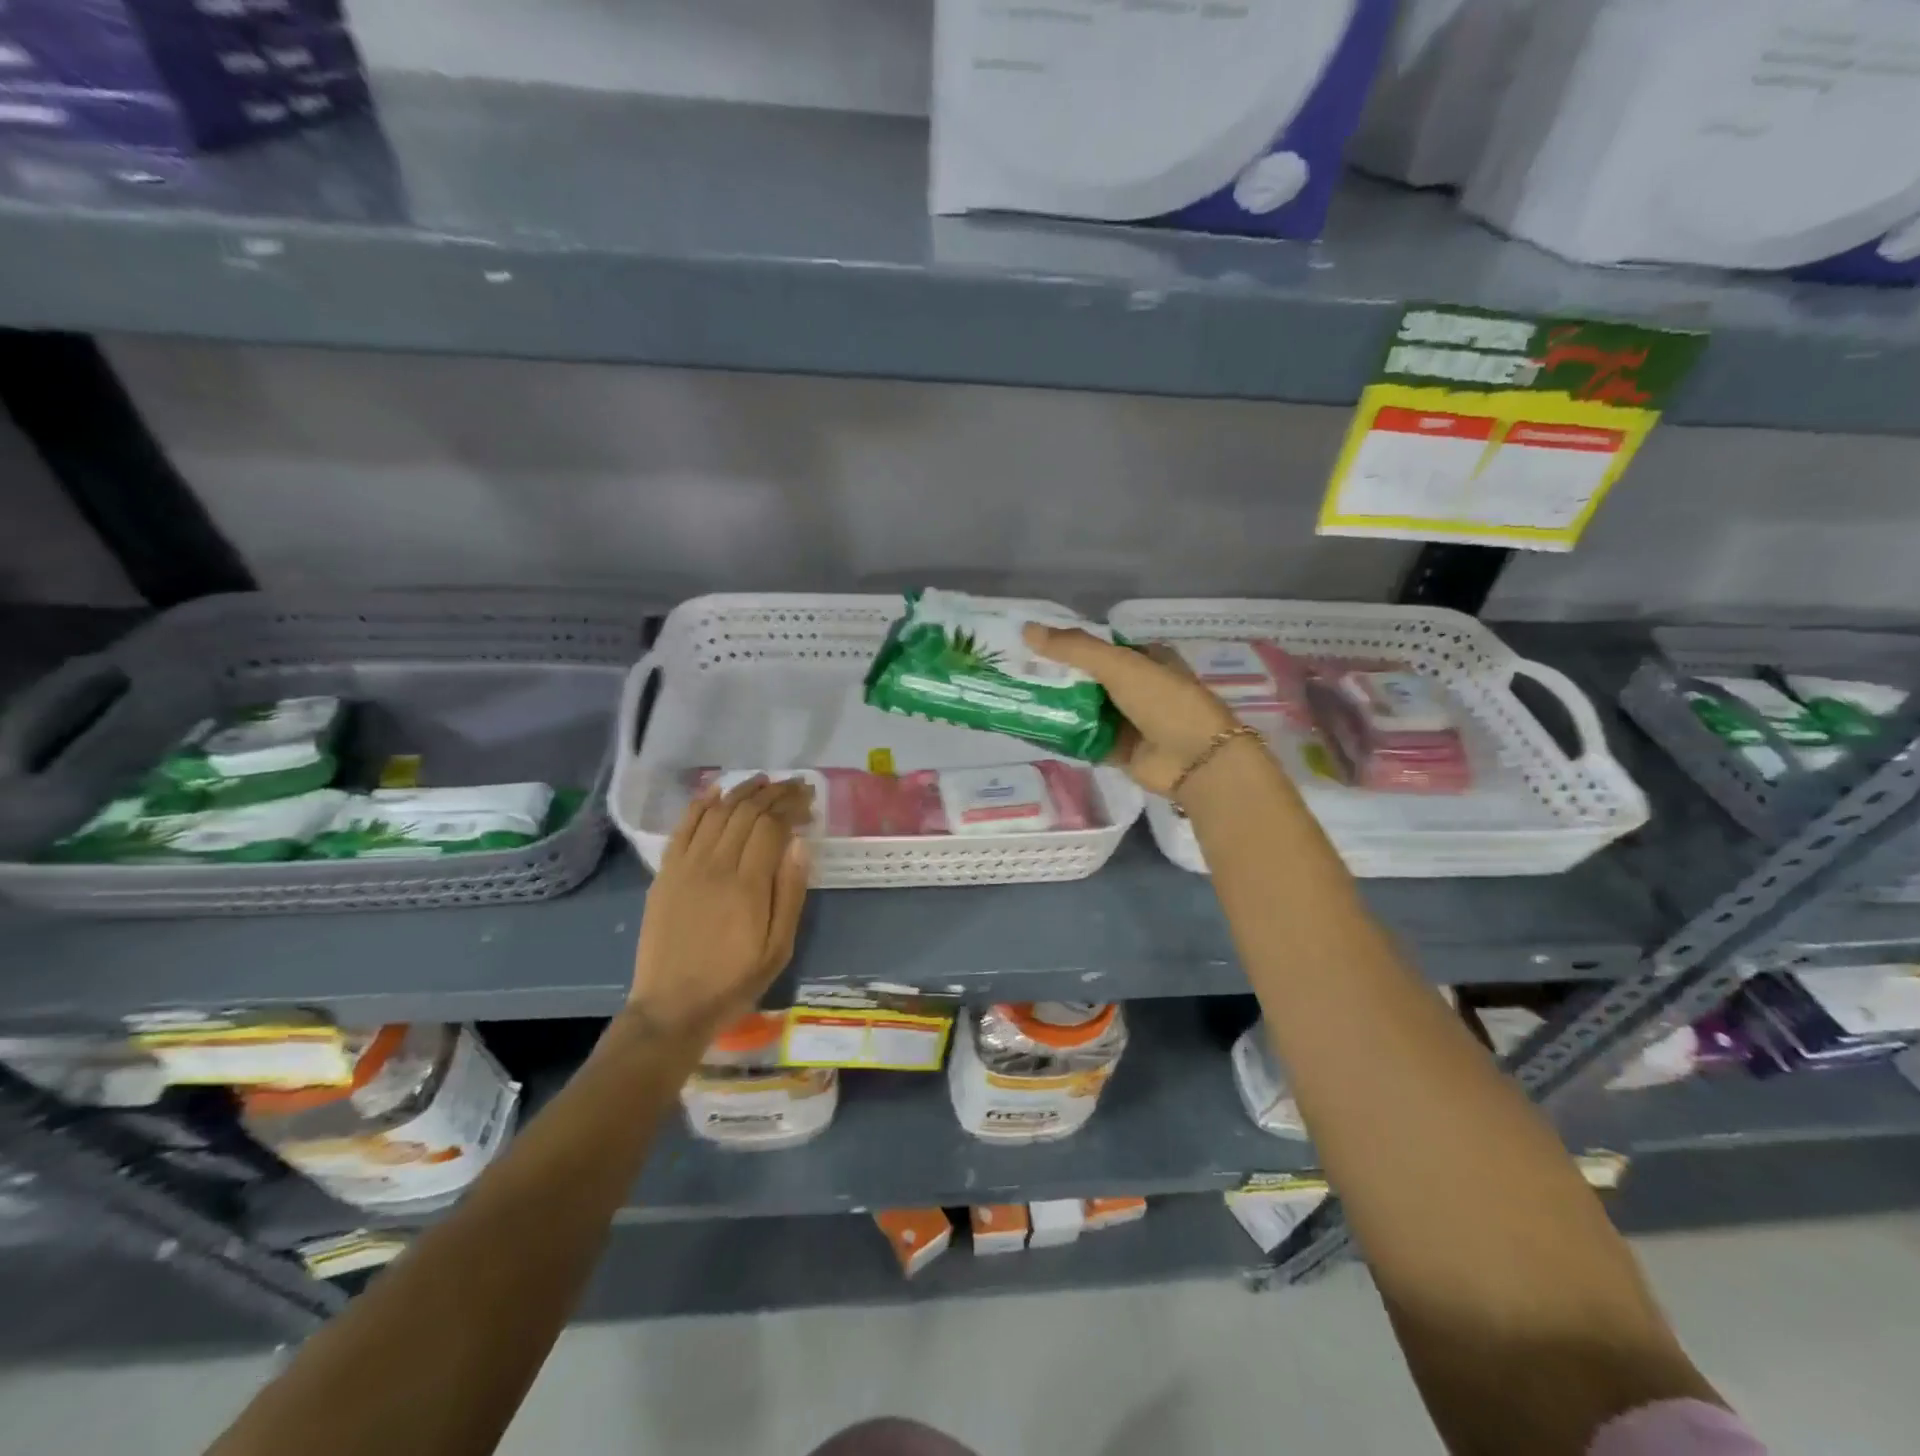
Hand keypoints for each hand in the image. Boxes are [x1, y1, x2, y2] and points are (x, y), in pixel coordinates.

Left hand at [630, 776, 812, 1041]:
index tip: (809, 800)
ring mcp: (686, 867)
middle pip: (746, 812)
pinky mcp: (665, 873)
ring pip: (716, 813)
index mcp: (748, 885)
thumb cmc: (734, 981)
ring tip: (764, 781)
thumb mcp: (778, 948)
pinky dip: (700, 804)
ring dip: (742, 791)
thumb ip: (790, 893)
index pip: (772, 826)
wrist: (672, 1007)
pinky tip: (716, 791)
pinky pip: (683, 827)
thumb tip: (800, 844)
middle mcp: (715, 866)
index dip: (792, 806)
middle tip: (794, 786)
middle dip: (774, 793)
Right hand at [1022, 624, 1240, 797]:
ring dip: (1059, 707)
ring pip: (1086, 710)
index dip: (1070, 646)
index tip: (1034, 646)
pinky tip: (1035, 730)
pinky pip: (1086, 740)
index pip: (1101, 647)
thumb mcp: (1119, 665)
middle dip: (1059, 678)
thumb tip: (1026, 630)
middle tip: (1018, 674)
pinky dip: (1065, 736)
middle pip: (1090, 679)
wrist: (1196, 761)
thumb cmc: (1164, 702)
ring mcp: (1131, 721)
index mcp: (1147, 659)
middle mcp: (1139, 688)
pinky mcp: (1121, 750)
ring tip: (1018, 700)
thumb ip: (1074, 648)